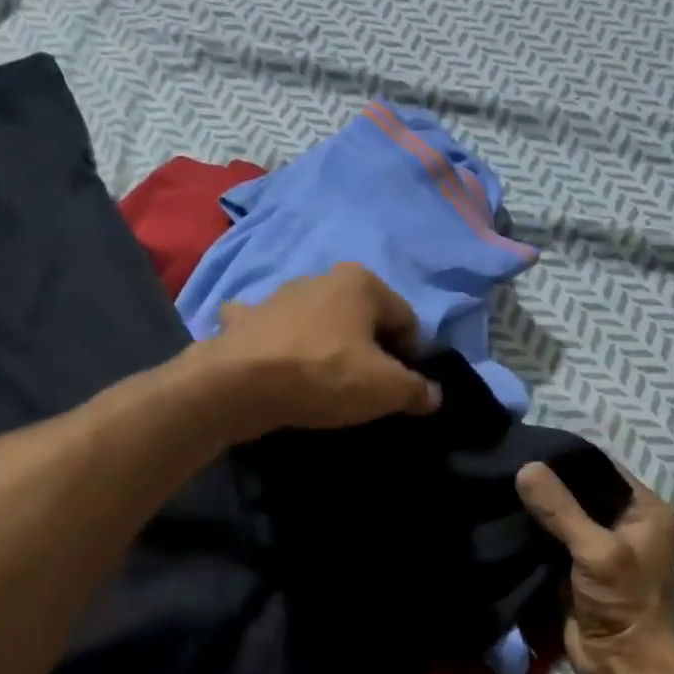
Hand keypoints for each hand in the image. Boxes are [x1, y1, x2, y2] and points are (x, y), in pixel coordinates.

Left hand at [197, 263, 441, 436]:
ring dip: (324, 343)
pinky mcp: (245, 321)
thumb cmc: (324, 375)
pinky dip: (276, 343)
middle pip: (361, 319)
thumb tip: (433, 395)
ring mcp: (277, 296)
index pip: (406, 320)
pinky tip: (273, 363)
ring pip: (316, 322)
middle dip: (368, 349)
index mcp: (361, 282)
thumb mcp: (386, 389)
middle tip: (365, 389)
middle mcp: (320, 278)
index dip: (412, 356)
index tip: (403, 388)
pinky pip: (270, 331)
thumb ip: (417, 390)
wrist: (239, 384)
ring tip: (322, 383)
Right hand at [516, 462, 673, 673]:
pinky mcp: (577, 569)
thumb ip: (561, 509)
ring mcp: (600, 548)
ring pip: (563, 517)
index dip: (568, 459)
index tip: (526, 448)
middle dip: (547, 485)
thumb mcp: (596, 549)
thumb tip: (526, 467)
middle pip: (581, 492)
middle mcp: (626, 524)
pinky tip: (505, 518)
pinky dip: (533, 533)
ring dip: (537, 510)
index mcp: (646, 511)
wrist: (622, 664)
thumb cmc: (623, 602)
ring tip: (499, 487)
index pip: (603, 469)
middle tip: (506, 467)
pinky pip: (552, 541)